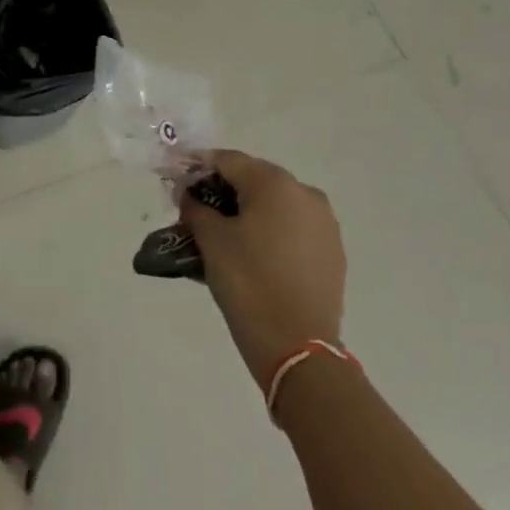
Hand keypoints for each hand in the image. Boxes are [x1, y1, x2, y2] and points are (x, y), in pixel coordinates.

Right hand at [178, 150, 345, 388]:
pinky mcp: (333, 251)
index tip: (177, 181)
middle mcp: (304, 192)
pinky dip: (271, 231)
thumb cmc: (249, 283)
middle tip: (197, 209)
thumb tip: (189, 194)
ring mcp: (324, 222)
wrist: (299, 348)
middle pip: (254, 179)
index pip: (227, 160)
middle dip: (224, 190)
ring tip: (224, 235)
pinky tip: (254, 254)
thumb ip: (195, 207)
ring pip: (276, 204)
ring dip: (249, 211)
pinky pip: (294, 228)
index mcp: (274, 182)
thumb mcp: (212, 241)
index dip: (198, 167)